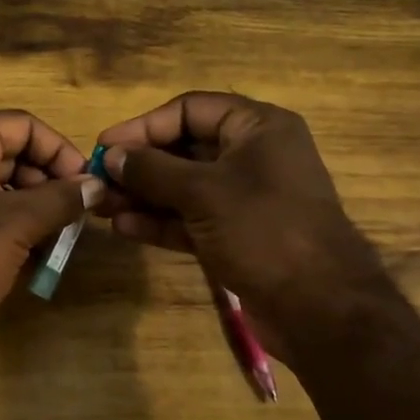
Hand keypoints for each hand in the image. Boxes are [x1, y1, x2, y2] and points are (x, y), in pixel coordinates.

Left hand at [0, 111, 102, 349]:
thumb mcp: (17, 223)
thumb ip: (61, 199)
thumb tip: (97, 185)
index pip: (21, 125)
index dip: (58, 148)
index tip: (85, 183)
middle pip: (11, 154)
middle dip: (48, 182)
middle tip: (76, 215)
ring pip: (0, 189)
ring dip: (34, 210)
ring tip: (59, 241)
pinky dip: (12, 230)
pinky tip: (34, 259)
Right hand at [96, 92, 389, 360]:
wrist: (321, 310)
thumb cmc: (264, 231)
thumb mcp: (203, 193)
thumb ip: (153, 170)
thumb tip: (112, 156)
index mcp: (258, 128)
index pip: (190, 110)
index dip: (145, 125)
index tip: (106, 146)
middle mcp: (253, 156)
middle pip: (184, 148)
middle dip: (140, 165)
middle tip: (98, 179)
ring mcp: (245, 198)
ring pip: (184, 187)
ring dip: (144, 195)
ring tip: (102, 206)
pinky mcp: (238, 235)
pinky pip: (192, 218)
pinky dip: (161, 221)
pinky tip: (124, 227)